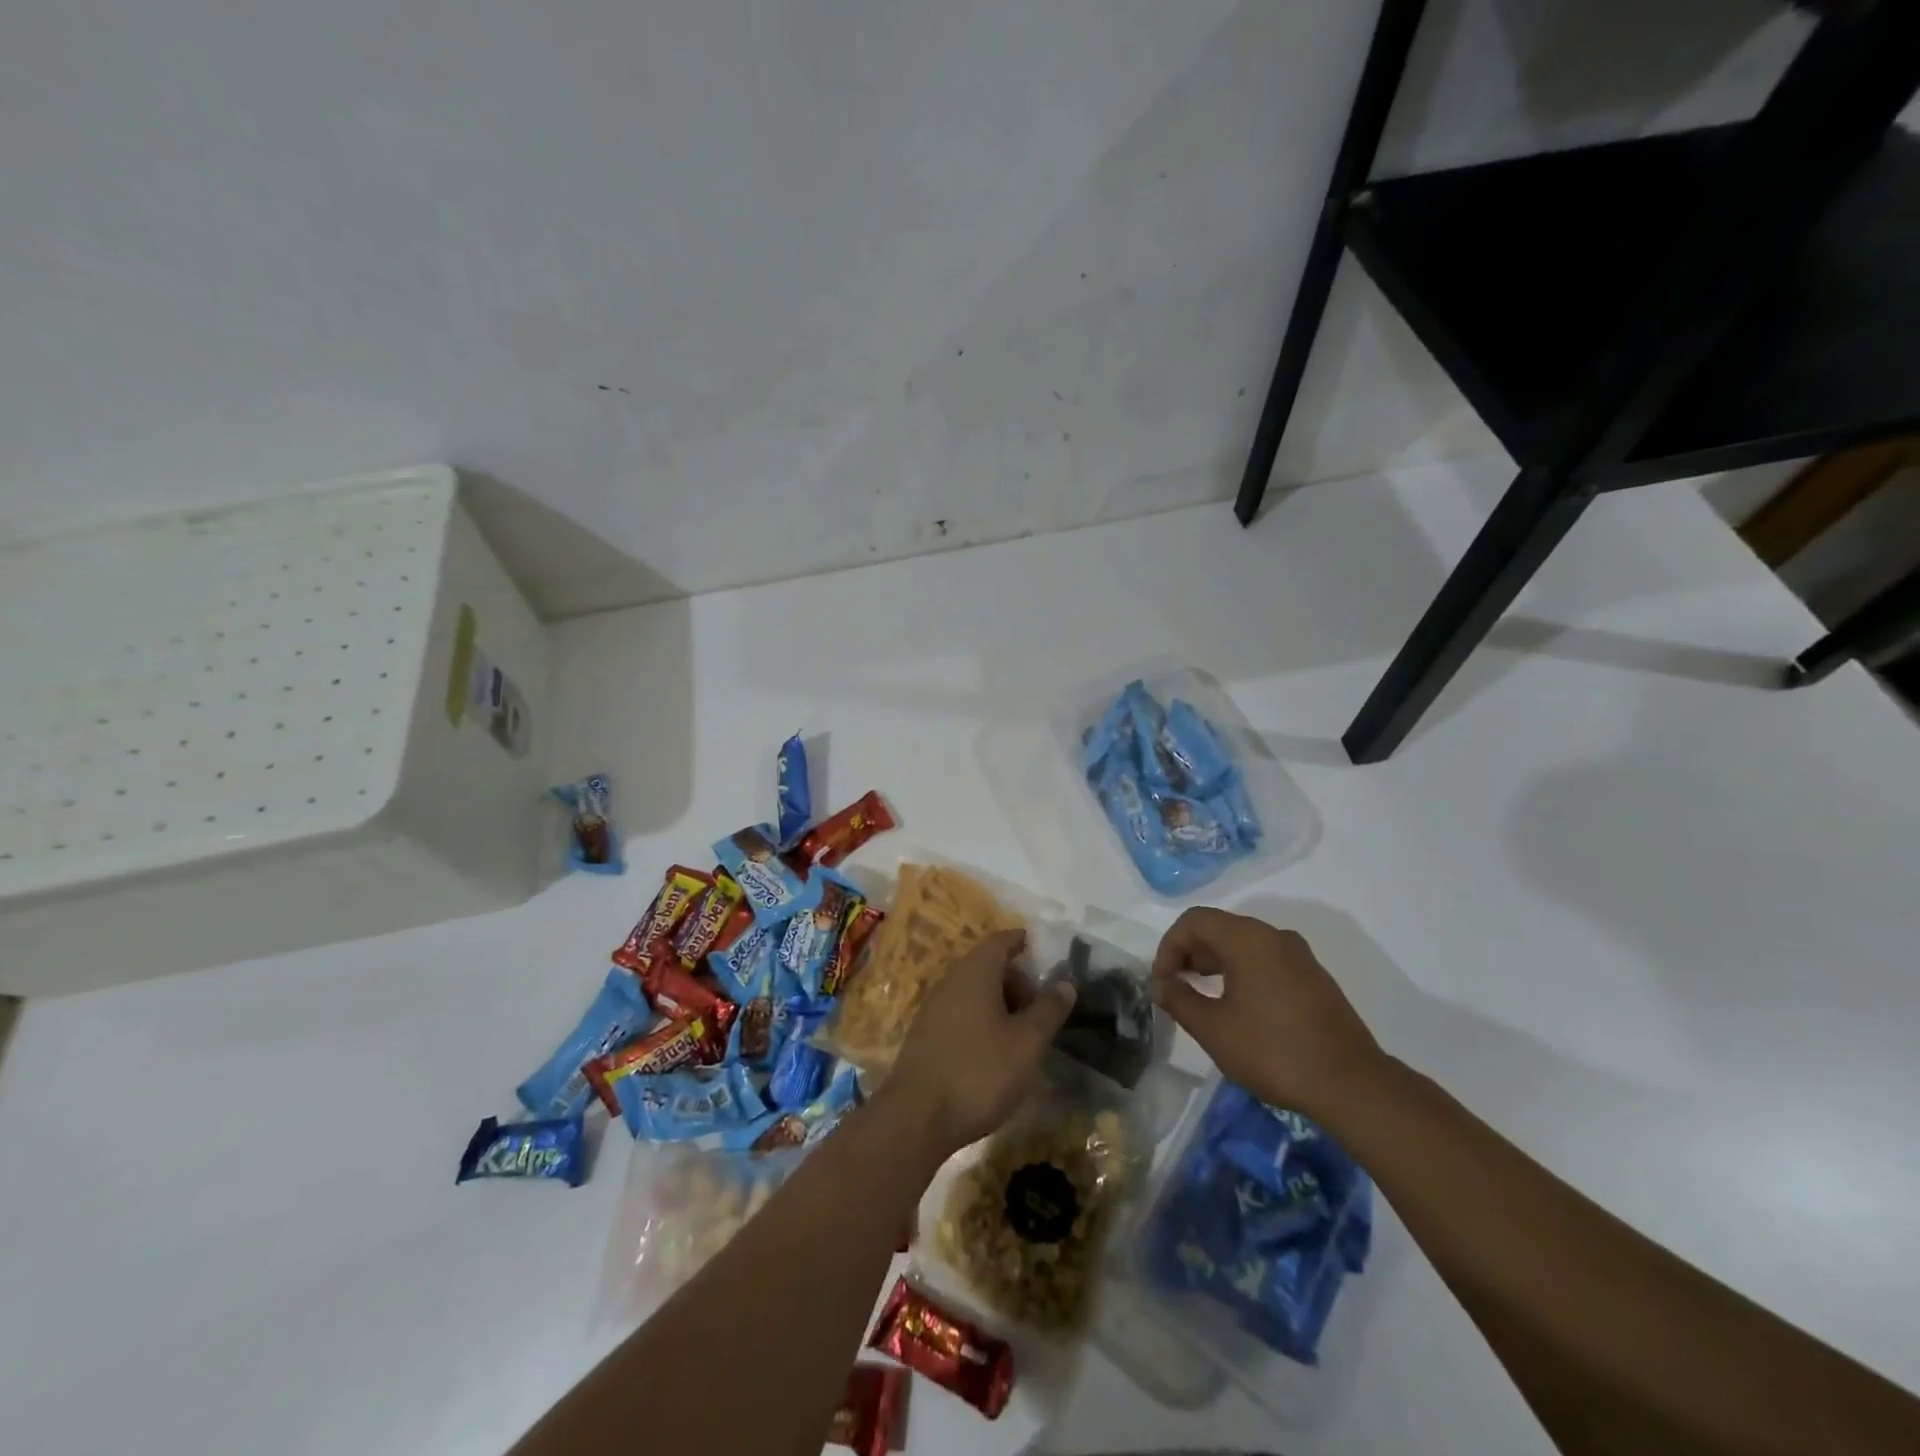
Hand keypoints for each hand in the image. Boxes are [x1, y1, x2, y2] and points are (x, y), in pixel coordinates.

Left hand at [885, 930, 1076, 1155]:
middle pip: (988, 966)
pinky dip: (982, 1021)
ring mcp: (934, 1008)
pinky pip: (961, 1013)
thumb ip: (1048, 1009)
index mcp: (975, 971)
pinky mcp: (926, 1035)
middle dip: (1017, 981)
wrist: (916, 1118)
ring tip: (1024, 1035)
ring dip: (1001, 1004)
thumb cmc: (979, 1072)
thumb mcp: (1027, 1043)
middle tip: (1042, 1008)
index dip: (1025, 943)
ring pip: (974, 992)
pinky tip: (995, 1053)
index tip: (1046, 954)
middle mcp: (951, 980)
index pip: (1002, 940)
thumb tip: (1065, 982)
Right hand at [1151, 908, 1383, 1119]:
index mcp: (1247, 938)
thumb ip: (1179, 1000)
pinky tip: (1238, 1007)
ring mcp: (1299, 956)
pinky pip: (1266, 960)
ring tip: (1202, 997)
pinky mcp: (1314, 978)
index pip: (1194, 921)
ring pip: (1244, 944)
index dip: (1169, 946)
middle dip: (1190, 953)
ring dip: (1215, 962)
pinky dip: (1241, 972)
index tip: (1162, 981)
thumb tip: (1160, 984)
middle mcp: (1274, 936)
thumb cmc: (1273, 1051)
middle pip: (1219, 927)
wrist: (1351, 1084)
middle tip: (1176, 987)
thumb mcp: (1214, 1029)